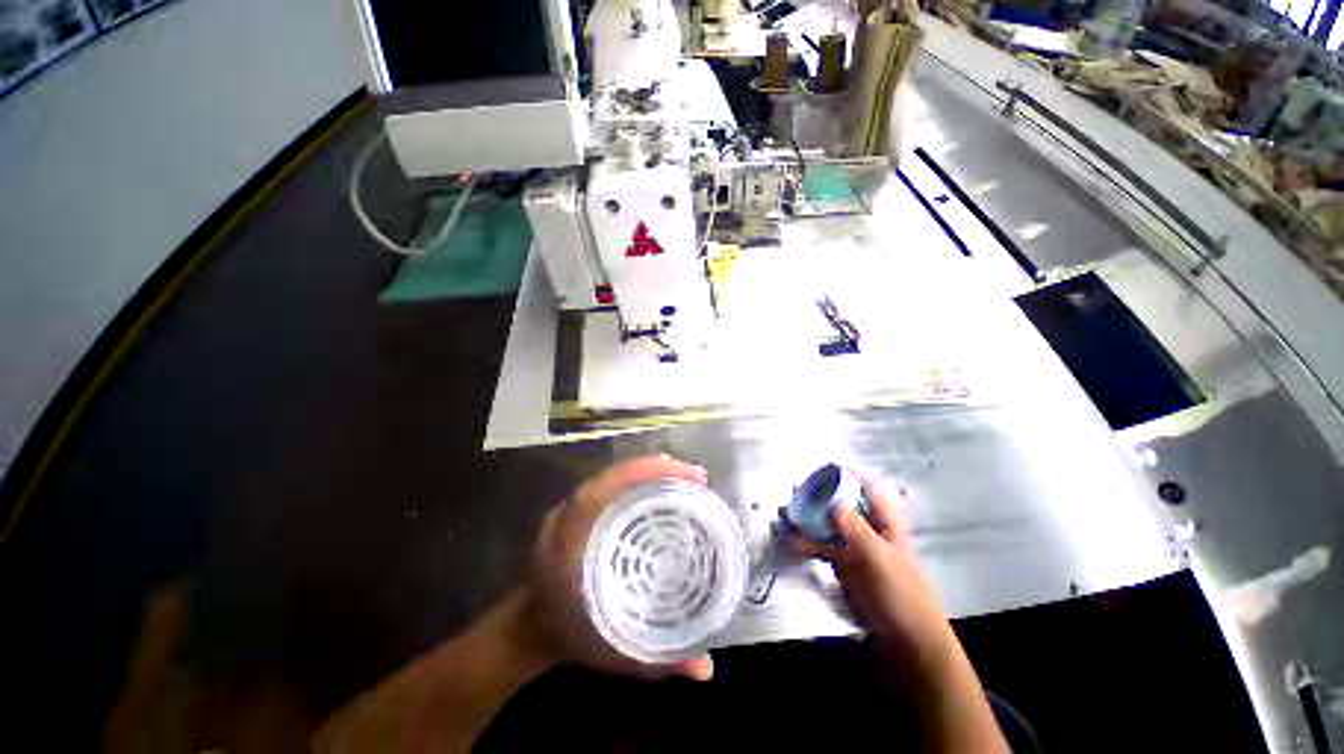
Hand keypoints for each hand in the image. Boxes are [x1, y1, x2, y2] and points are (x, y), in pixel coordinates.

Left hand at [526, 455, 715, 681]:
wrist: (529, 629)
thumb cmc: (568, 636)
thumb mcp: (612, 652)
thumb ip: (658, 662)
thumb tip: (708, 670)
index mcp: (576, 536)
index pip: (613, 484)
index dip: (653, 472)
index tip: (692, 478)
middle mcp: (574, 513)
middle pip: (619, 473)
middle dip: (661, 469)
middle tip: (697, 479)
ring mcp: (575, 509)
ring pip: (616, 475)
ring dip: (651, 472)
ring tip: (685, 480)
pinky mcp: (581, 511)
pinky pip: (613, 486)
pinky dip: (639, 482)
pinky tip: (661, 491)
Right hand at [792, 475, 955, 675]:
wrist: (906, 640)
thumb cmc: (902, 593)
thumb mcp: (880, 559)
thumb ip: (857, 529)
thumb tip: (834, 502)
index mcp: (886, 521)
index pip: (870, 488)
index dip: (852, 474)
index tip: (826, 467)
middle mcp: (869, 527)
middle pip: (844, 502)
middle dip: (821, 495)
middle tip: (796, 490)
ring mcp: (855, 545)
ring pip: (829, 523)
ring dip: (809, 517)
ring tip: (787, 512)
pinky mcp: (844, 563)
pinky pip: (823, 545)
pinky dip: (808, 541)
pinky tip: (792, 540)